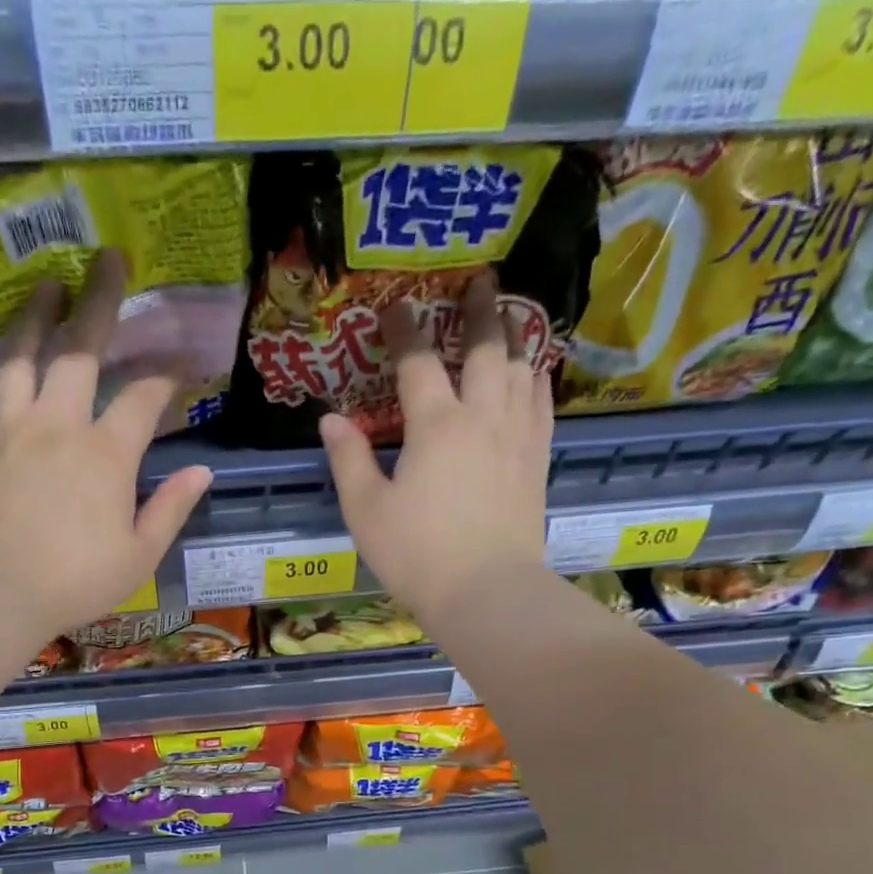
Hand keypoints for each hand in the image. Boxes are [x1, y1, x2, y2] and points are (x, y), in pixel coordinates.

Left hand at [0, 250, 211, 639]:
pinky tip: (14, 359)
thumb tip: (202, 471)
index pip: (143, 396)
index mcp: (107, 453)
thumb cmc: (74, 580)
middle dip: (100, 299)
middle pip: (81, 347)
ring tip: (47, 284)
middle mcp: (60, 423)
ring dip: (39, 314)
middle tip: (109, 258)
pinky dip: (9, 365)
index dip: (167, 375)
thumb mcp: (139, 555)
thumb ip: (171, 508)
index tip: (182, 366)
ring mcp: (15, 427)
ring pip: (26, 354)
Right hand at [320, 274, 554, 626]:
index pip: (417, 362)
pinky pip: (542, 403)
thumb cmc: (418, 555)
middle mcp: (482, 416)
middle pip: (485, 347)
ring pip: (521, 367)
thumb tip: (330, 420)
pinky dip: (536, 378)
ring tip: (510, 316)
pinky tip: (533, 373)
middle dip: (479, 310)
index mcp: (435, 425)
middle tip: (479, 281)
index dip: (403, 330)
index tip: (395, 306)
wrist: (486, 592)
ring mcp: (517, 436)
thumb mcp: (366, 511)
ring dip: (514, 336)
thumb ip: (348, 460)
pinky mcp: (538, 459)